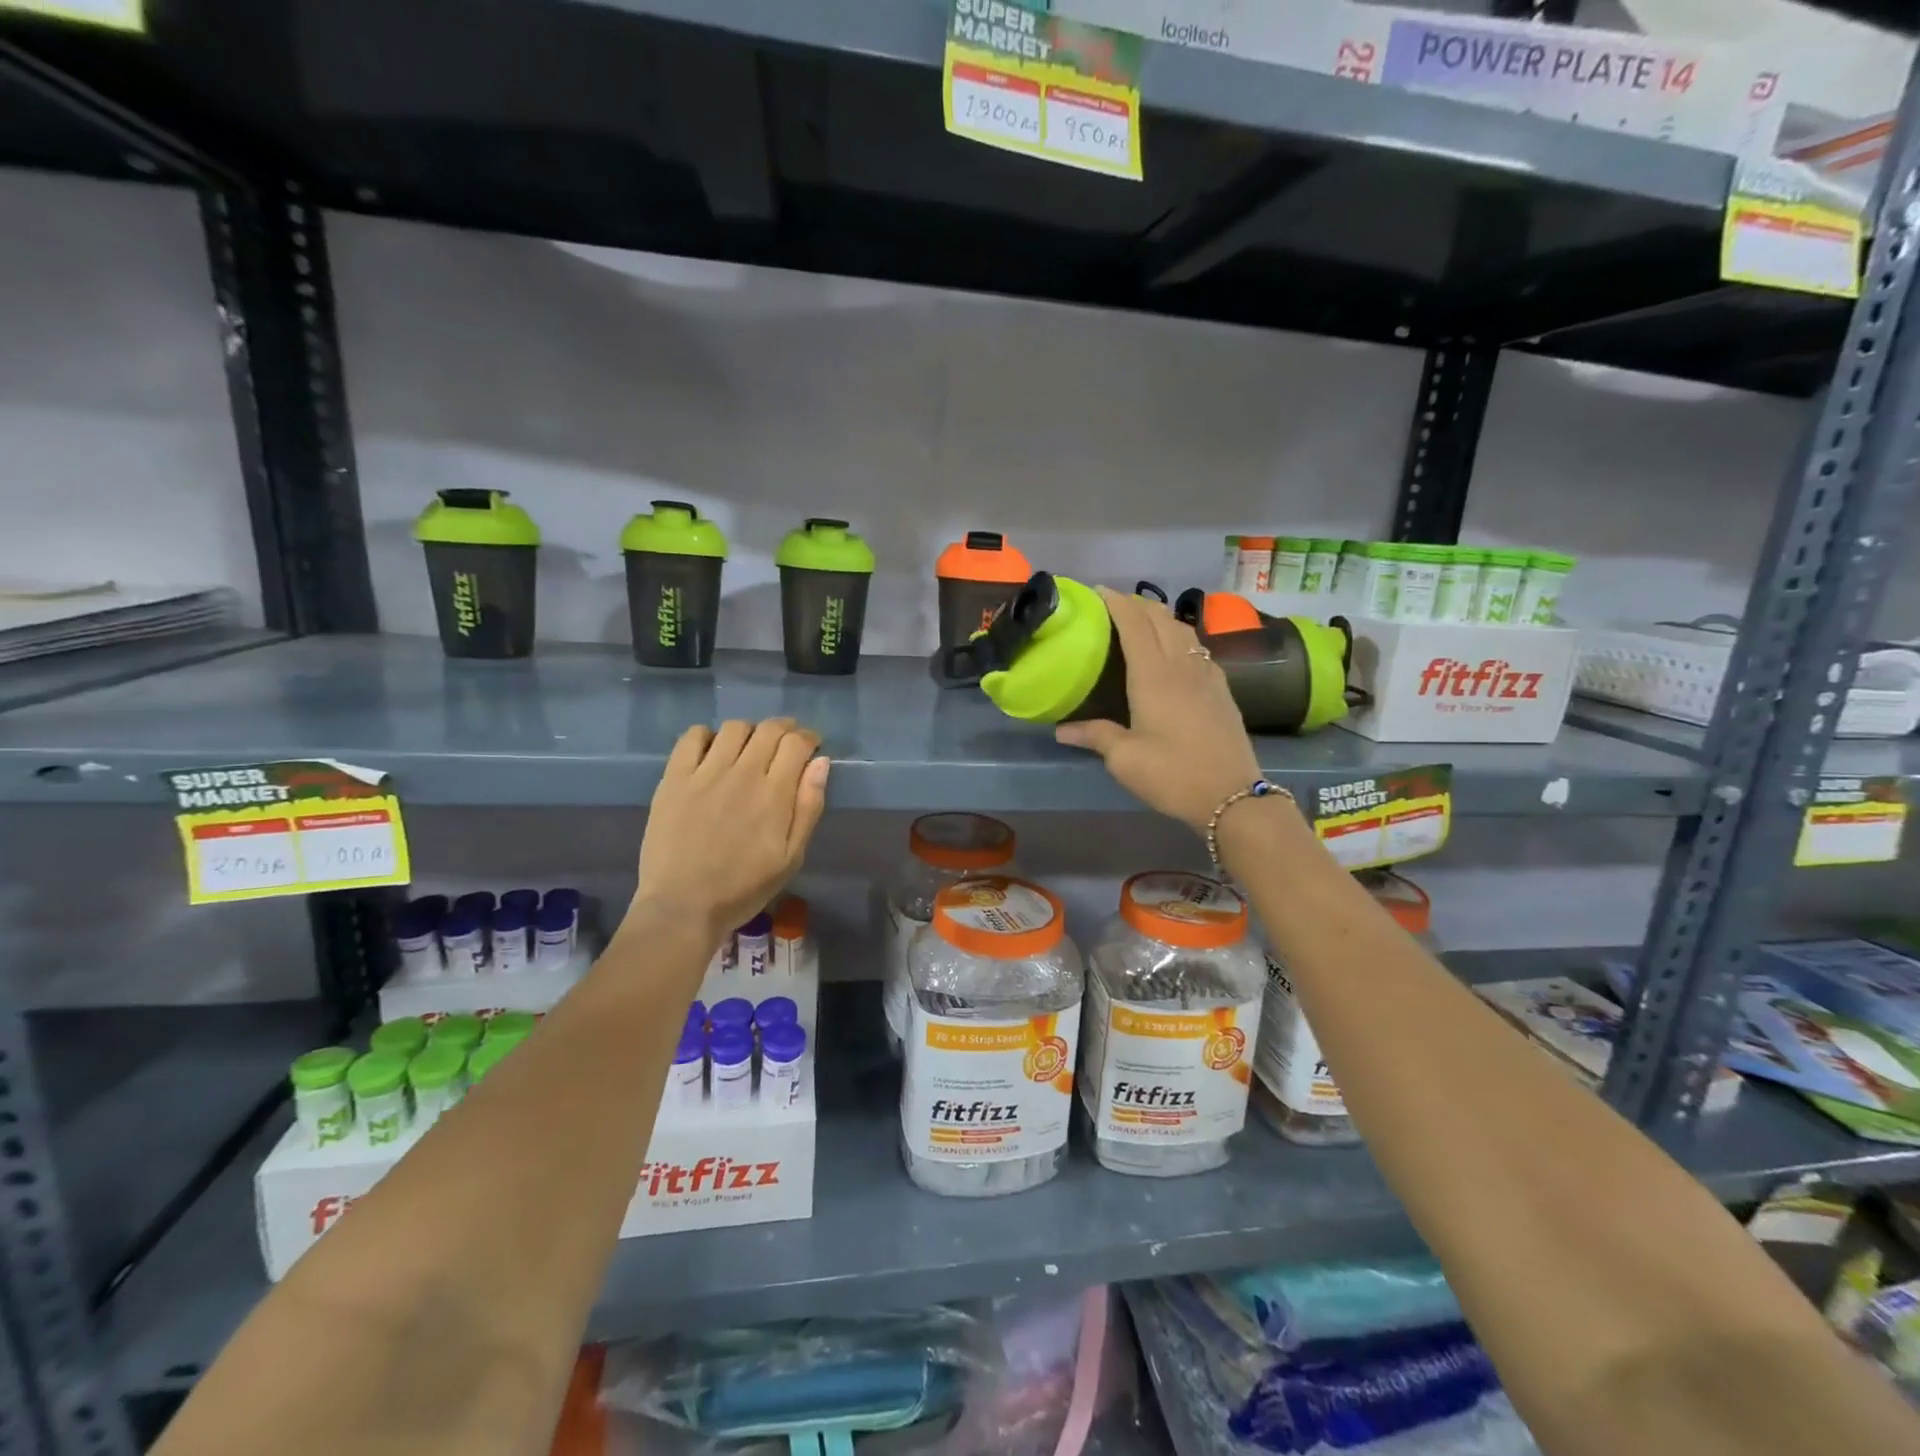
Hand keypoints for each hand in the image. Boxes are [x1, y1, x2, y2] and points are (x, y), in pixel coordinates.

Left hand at [629, 718, 829, 946]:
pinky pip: (692, 737)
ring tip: (749, 749)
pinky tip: (712, 752)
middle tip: (786, 744)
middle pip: (769, 729)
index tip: (810, 747)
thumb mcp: (791, 857)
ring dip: (750, 732)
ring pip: (735, 728)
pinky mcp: (674, 778)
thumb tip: (821, 762)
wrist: (683, 906)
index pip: (797, 743)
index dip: (808, 738)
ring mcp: (705, 773)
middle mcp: (742, 773)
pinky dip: (707, 735)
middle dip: (785, 729)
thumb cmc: (744, 888)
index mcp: (774, 793)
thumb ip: (809, 806)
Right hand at [1055, 588, 1261, 831]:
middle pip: (1161, 619)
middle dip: (1138, 604)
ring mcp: (1207, 676)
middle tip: (1115, 604)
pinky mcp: (1222, 690)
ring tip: (1143, 621)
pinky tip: (1174, 652)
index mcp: (1154, 676)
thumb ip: (1095, 736)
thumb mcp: (1125, 759)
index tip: (1099, 591)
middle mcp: (1182, 666)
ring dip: (1161, 617)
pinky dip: (1179, 637)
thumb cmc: (1172, 774)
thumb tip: (1062, 730)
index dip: (1117, 603)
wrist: (1233, 796)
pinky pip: (1197, 649)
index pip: (1135, 624)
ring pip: (1183, 630)